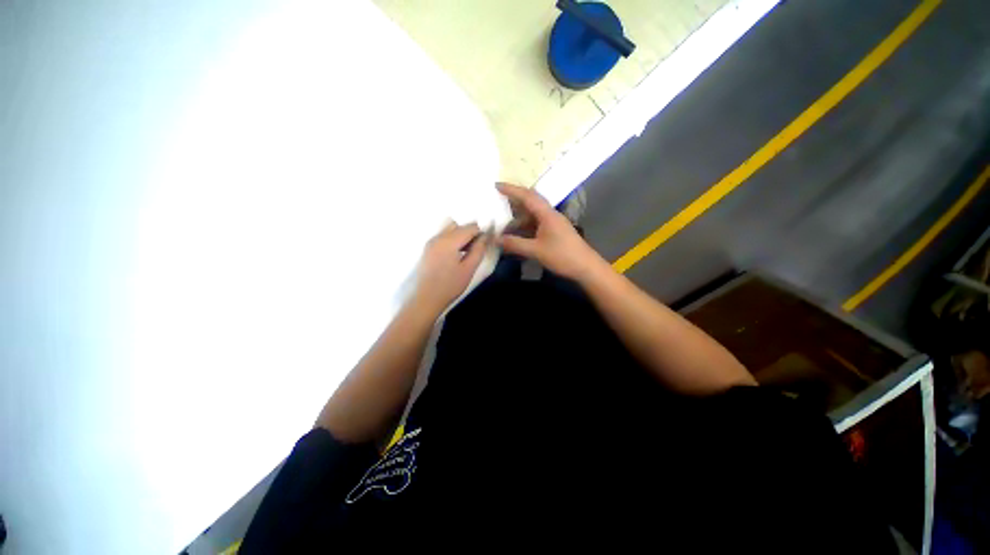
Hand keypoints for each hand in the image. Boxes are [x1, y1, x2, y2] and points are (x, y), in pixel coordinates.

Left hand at [412, 221, 487, 314]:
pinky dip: (452, 240)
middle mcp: (438, 237)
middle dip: (470, 232)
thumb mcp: (469, 269)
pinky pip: (443, 237)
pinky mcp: (428, 249)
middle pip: (458, 225)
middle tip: (476, 248)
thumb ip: (478, 250)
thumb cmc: (450, 286)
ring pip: (449, 229)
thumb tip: (485, 237)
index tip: (487, 243)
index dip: (481, 233)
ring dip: (460, 235)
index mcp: (449, 241)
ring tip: (467, 252)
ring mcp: (431, 242)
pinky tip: (456, 255)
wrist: (427, 299)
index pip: (470, 227)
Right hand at [496, 183, 604, 280]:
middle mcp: (550, 215)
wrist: (586, 267)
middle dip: (513, 200)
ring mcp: (553, 223)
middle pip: (530, 202)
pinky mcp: (554, 232)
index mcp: (547, 214)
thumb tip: (496, 239)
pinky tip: (516, 233)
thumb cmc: (562, 256)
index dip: (511, 189)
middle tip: (497, 201)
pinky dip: (524, 226)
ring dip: (518, 216)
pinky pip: (536, 224)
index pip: (527, 196)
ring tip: (502, 220)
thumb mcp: (536, 251)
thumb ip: (515, 244)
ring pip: (532, 215)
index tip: (496, 185)